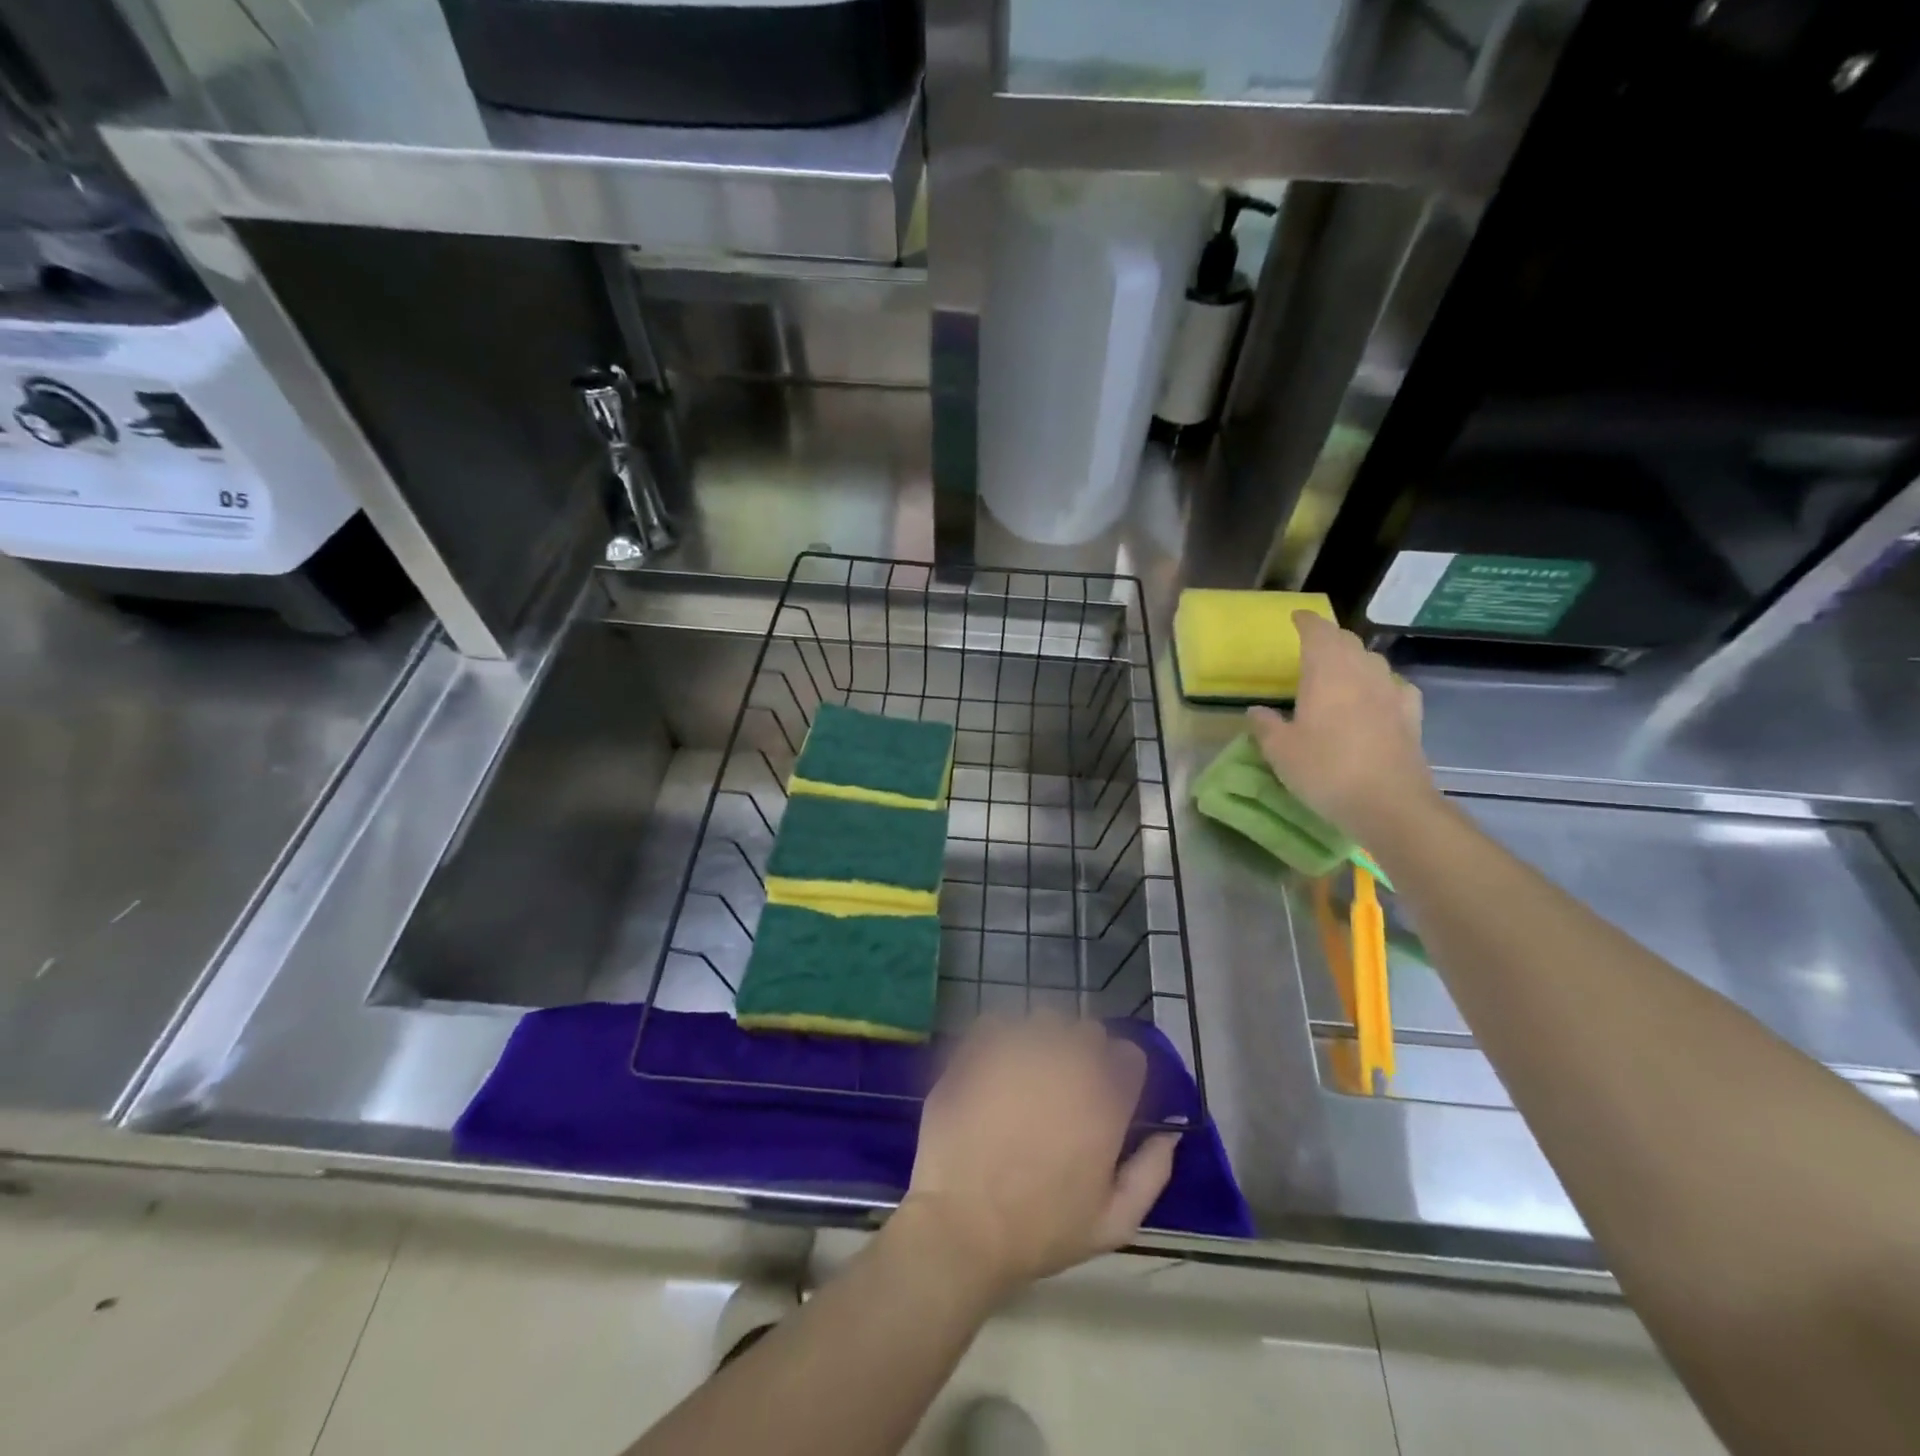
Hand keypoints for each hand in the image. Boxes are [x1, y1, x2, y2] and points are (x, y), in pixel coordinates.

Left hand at [899, 1016, 1177, 1299]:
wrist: (962, 1224)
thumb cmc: (1040, 1230)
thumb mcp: (1113, 1223)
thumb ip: (1151, 1172)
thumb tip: (1169, 1133)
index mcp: (1105, 1100)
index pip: (1130, 1055)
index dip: (1121, 1072)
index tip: (1109, 1092)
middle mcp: (1067, 1063)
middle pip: (1088, 1031)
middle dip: (1084, 1051)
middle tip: (1066, 1085)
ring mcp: (1020, 1049)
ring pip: (1045, 1019)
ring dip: (1045, 1039)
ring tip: (1029, 1071)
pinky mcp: (979, 1047)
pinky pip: (999, 1022)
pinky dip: (1002, 1036)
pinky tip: (995, 1065)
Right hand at [1247, 611, 1437, 844]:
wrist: (1389, 803)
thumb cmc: (1326, 770)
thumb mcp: (1280, 751)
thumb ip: (1265, 726)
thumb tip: (1257, 711)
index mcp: (1327, 672)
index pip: (1318, 632)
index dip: (1306, 622)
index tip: (1296, 618)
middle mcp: (1362, 673)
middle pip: (1347, 642)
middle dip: (1329, 638)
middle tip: (1312, 645)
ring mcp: (1391, 693)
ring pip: (1372, 662)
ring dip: (1354, 659)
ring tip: (1340, 670)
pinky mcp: (1411, 717)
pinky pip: (1395, 687)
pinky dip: (1381, 684)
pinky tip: (1377, 697)